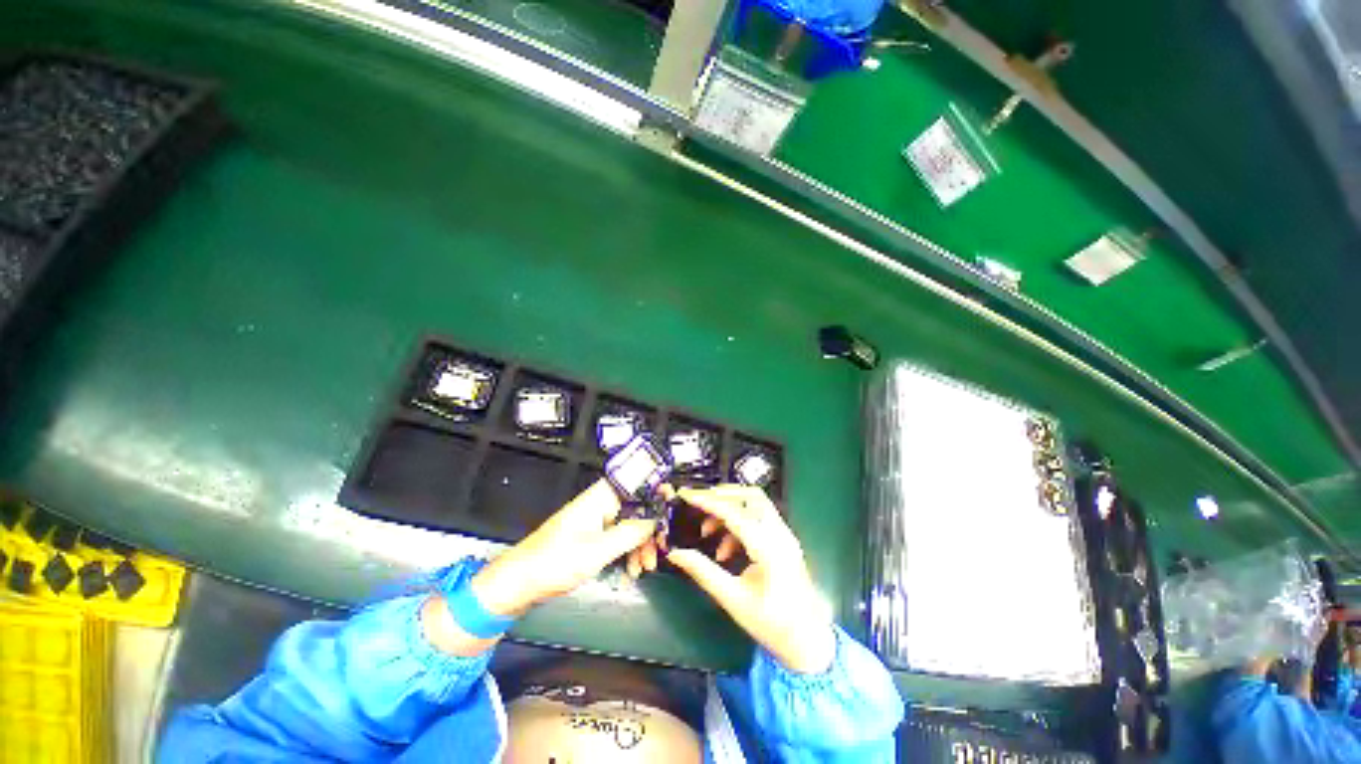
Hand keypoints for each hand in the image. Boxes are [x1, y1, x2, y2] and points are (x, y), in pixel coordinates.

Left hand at [471, 479, 656, 616]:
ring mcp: (596, 520)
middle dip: (650, 528)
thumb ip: (630, 532)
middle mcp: (600, 503)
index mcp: (600, 497)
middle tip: (660, 548)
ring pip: (629, 524)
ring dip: (640, 544)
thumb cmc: (554, 563)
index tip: (671, 506)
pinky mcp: (591, 536)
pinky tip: (632, 569)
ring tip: (644, 567)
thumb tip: (656, 518)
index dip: (655, 490)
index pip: (635, 482)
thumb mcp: (598, 550)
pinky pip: (618, 537)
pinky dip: (627, 551)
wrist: (518, 584)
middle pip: (636, 506)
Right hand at [665, 485, 834, 673]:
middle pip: (750, 496)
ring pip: (756, 503)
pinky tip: (725, 549)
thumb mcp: (732, 599)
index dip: (707, 501)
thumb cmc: (771, 624)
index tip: (685, 495)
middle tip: (697, 505)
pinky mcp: (784, 540)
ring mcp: (785, 535)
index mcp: (768, 548)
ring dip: (730, 509)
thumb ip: (703, 572)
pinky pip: (759, 517)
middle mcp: (779, 534)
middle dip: (720, 496)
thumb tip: (675, 554)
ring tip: (708, 532)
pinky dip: (739, 522)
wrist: (809, 641)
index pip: (734, 512)